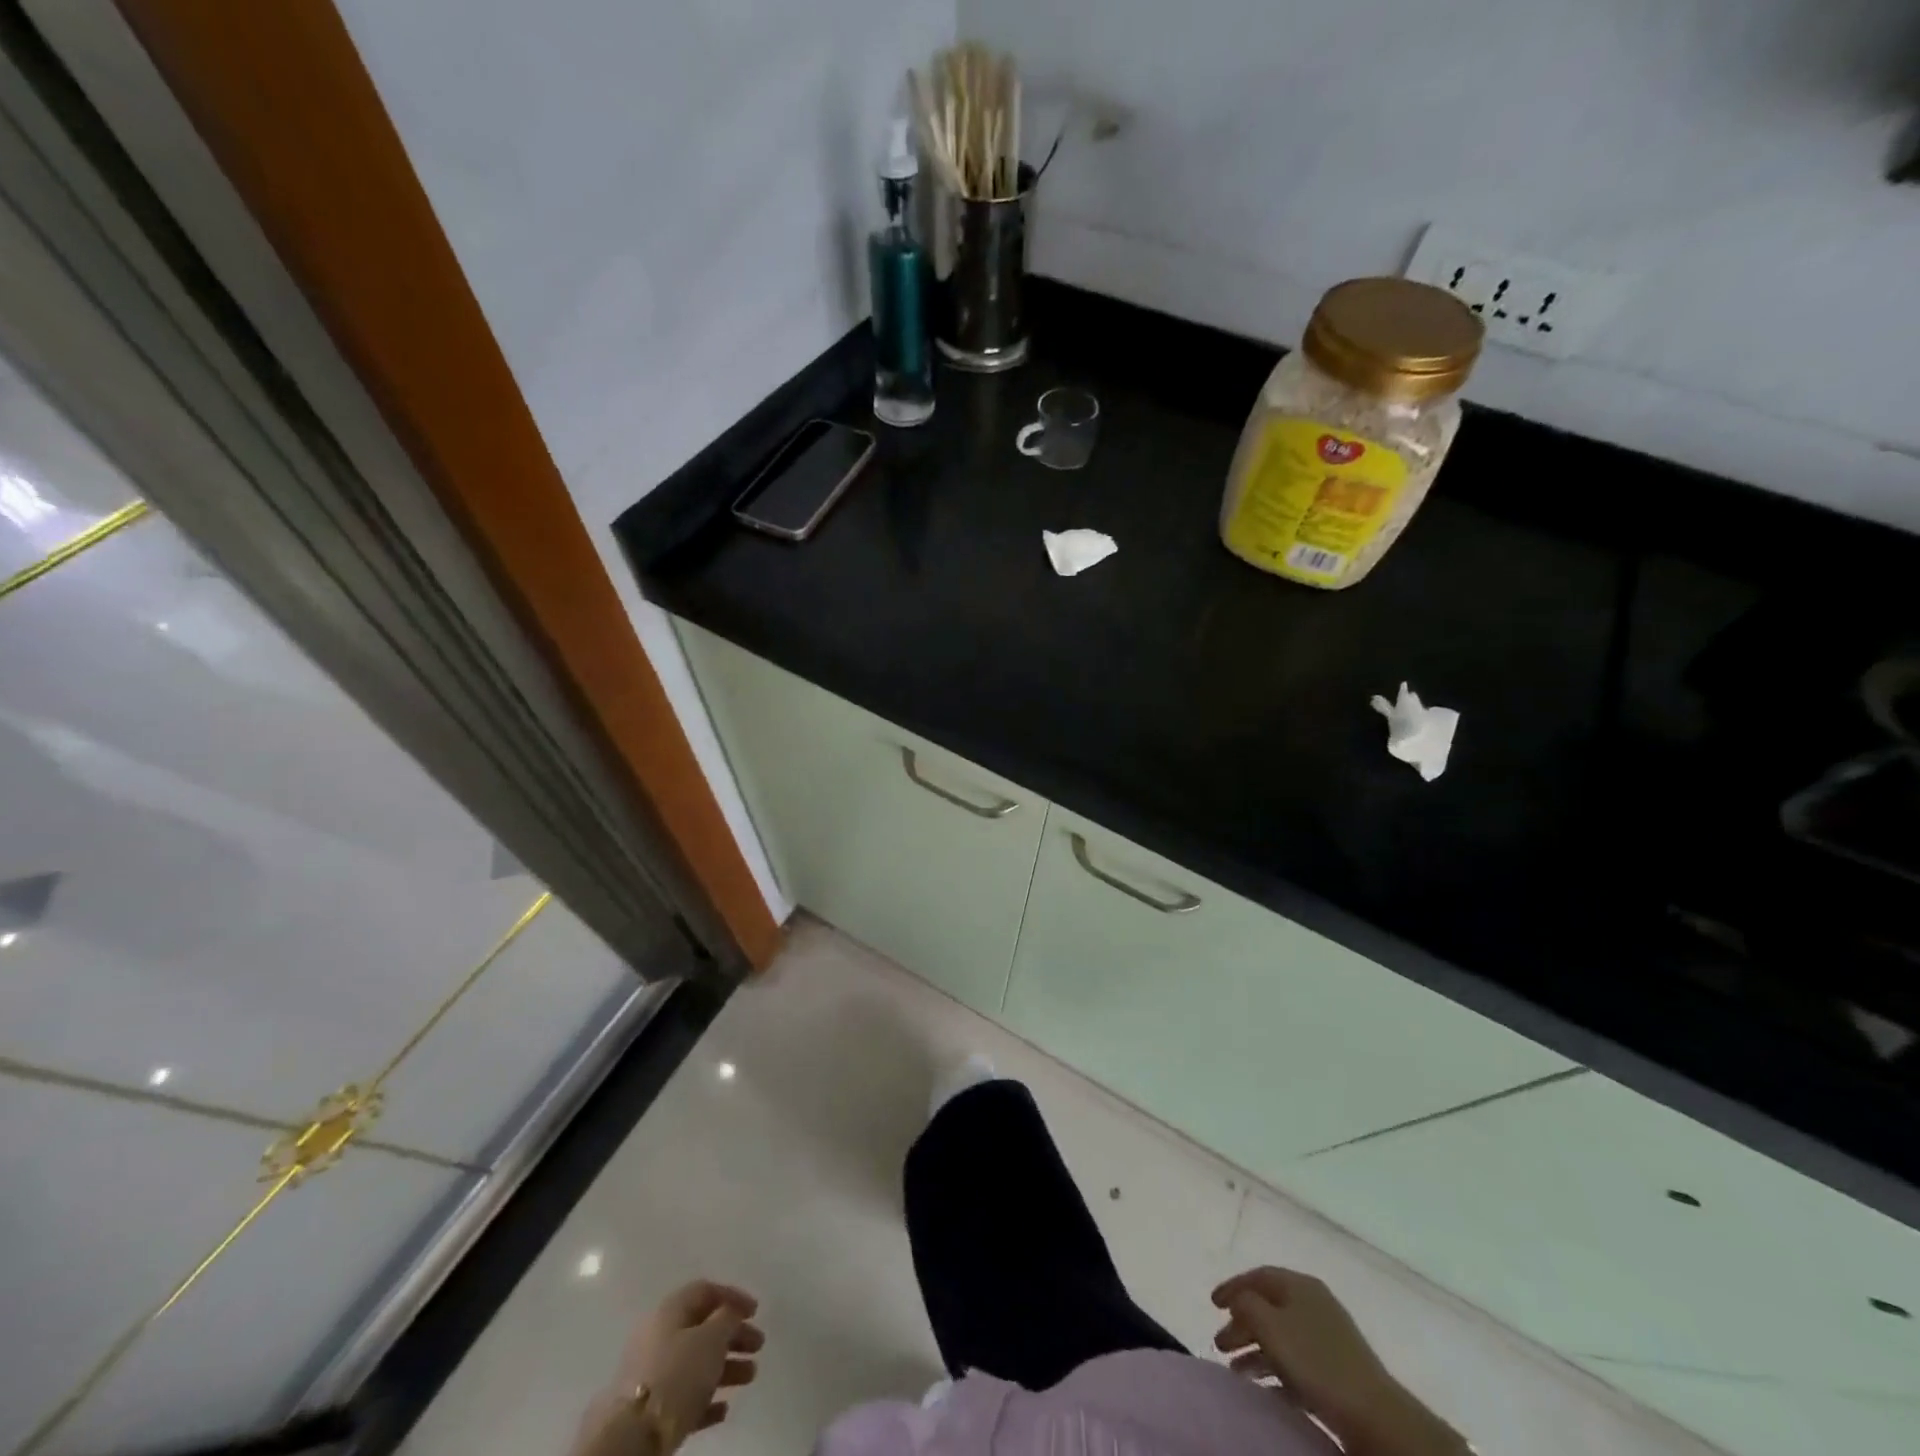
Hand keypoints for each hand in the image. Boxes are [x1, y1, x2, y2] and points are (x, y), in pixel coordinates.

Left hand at [576, 1280, 761, 1455]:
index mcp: (670, 1311)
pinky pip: (684, 1397)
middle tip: (758, 1345)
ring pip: (696, 1364)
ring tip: (750, 1377)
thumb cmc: (676, 1375)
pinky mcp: (650, 1412)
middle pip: (703, 1329)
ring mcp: (652, 1375)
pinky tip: (723, 1410)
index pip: (705, 1291)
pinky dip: (706, 1399)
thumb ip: (727, 1319)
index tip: (756, 1311)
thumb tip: (730, 1313)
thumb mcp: (711, 1338)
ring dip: (726, 1368)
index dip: (733, 1297)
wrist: (630, 1438)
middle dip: (733, 1336)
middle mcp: (659, 1336)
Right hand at [1212, 1267, 1465, 1455]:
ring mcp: (1328, 1338)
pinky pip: (1297, 1364)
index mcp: (1299, 1285)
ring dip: (1256, 1351)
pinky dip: (1277, 1372)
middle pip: (1268, 1307)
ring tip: (1236, 1372)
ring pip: (1281, 1337)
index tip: (1212, 1304)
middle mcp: (1314, 1304)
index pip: (1258, 1276)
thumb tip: (1238, 1299)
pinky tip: (1264, 1389)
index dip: (1232, 1287)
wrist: (1374, 1414)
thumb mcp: (1270, 1325)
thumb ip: (1246, 1304)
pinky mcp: (1337, 1371)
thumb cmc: (1315, 1361)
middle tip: (1220, 1343)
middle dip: (1241, 1324)